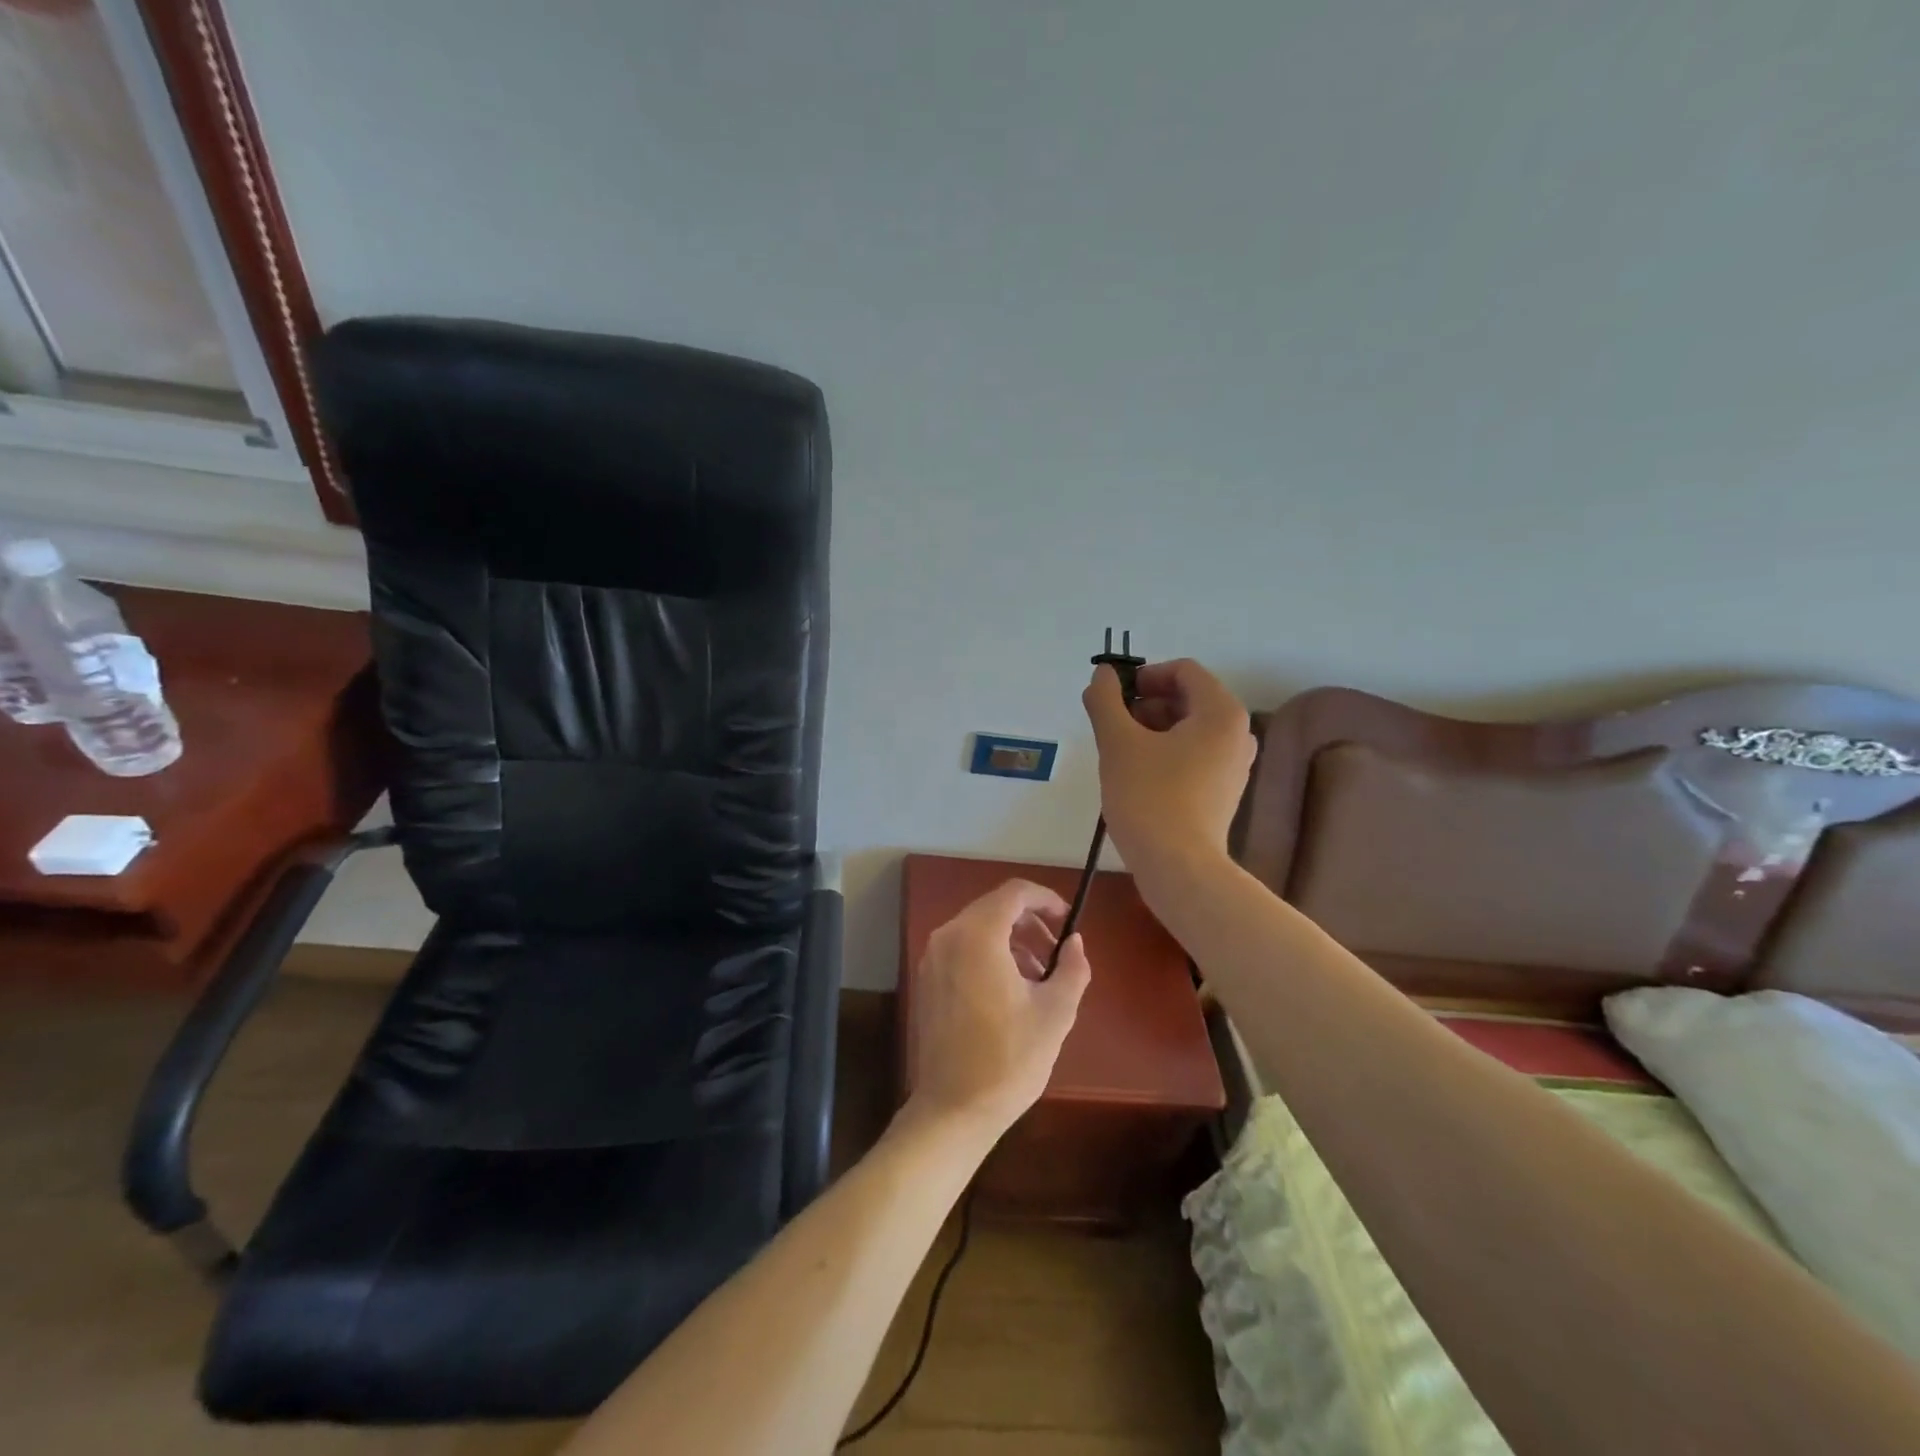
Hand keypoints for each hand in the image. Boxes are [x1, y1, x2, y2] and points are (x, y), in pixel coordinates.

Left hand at [905, 880, 1092, 1139]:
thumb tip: (1075, 943)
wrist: (954, 1109)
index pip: (1014, 893)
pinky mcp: (927, 980)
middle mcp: (948, 936)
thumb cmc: (1009, 1058)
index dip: (1046, 899)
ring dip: (1012, 941)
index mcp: (978, 936)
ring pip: (978, 929)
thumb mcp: (1055, 1012)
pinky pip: (962, 949)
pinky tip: (1011, 991)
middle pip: (994, 908)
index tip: (1068, 920)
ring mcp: (932, 958)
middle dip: (1030, 923)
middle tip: (1058, 953)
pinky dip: (989, 955)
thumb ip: (1072, 967)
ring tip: (1040, 978)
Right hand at [1083, 658, 1256, 876]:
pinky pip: (1195, 754)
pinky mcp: (1225, 790)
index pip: (1183, 670)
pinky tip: (1138, 775)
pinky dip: (1166, 753)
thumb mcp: (1117, 742)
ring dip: (1152, 729)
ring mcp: (1235, 764)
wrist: (1178, 868)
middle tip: (1112, 726)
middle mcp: (1237, 732)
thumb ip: (1105, 700)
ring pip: (1189, 728)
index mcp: (1221, 712)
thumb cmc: (1149, 797)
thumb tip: (1102, 674)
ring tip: (1120, 752)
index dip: (1144, 676)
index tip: (1114, 697)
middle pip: (1188, 697)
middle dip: (1146, 704)